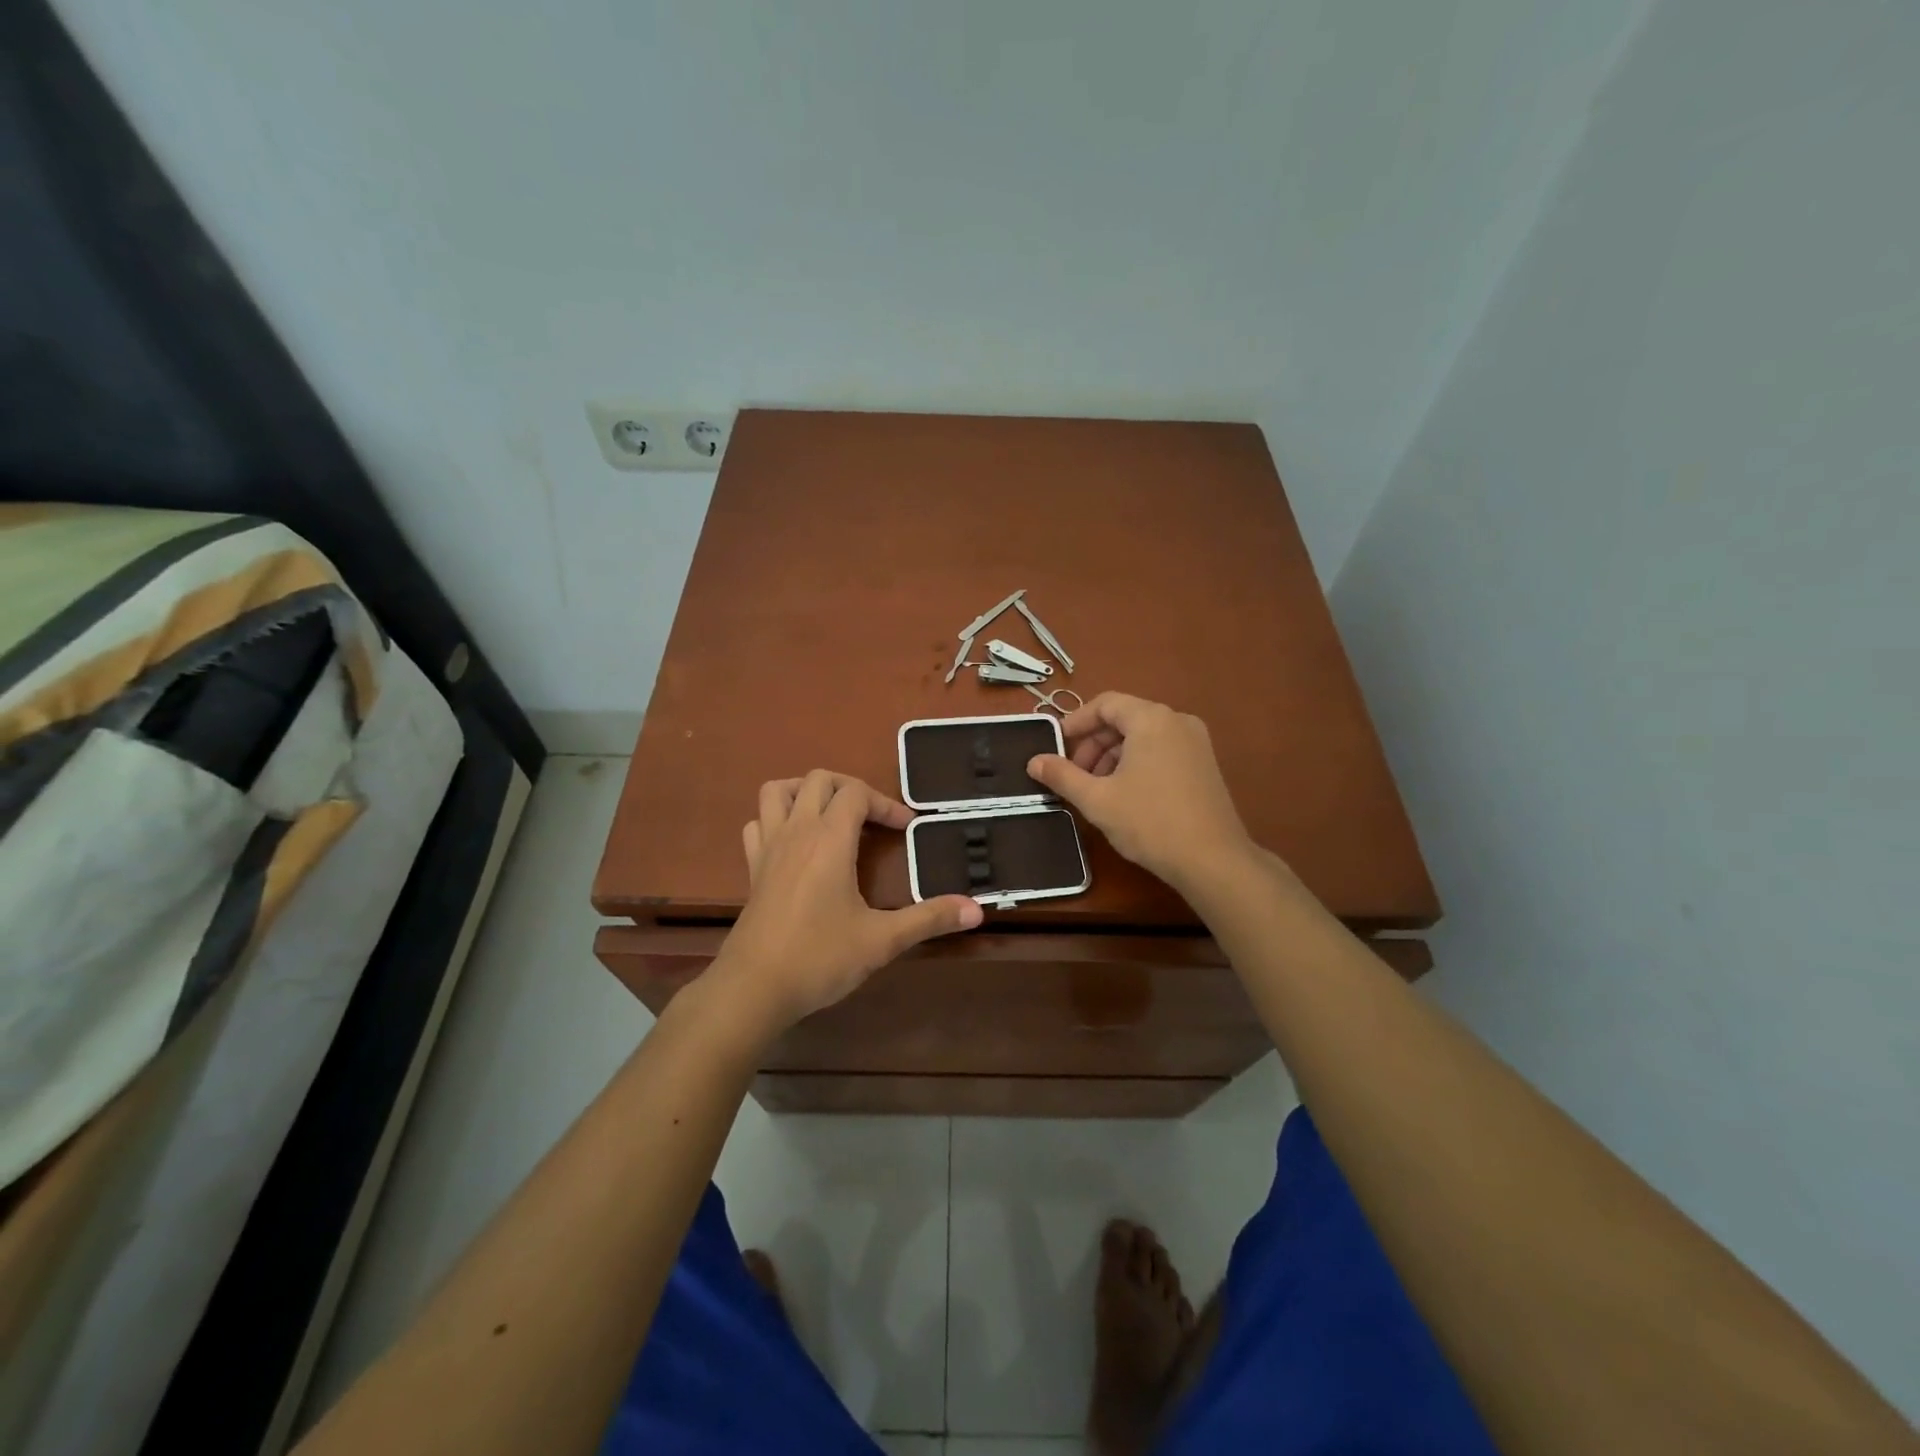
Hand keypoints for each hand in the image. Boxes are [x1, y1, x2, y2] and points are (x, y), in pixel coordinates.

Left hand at [712, 770, 981, 1033]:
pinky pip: (758, 823)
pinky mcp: (752, 868)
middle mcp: (796, 831)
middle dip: (850, 788)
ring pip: (777, 791)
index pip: (856, 793)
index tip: (906, 828)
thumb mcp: (882, 940)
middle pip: (818, 779)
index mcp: (829, 839)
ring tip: (831, 814)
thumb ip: (929, 919)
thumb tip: (977, 910)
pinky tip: (795, 842)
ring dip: (806, 791)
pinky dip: (776, 819)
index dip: (885, 803)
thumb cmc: (819, 958)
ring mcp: (768, 847)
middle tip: (873, 818)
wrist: (753, 989)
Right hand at [1026, 692, 1257, 890]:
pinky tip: (1125, 795)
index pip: (1105, 703)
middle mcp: (1177, 721)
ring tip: (1097, 790)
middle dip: (1093, 744)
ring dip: (1113, 756)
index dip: (1076, 722)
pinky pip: (1161, 750)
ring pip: (1142, 737)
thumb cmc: (1150, 822)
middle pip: (1124, 719)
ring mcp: (1196, 742)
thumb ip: (1062, 775)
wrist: (1213, 860)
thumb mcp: (1097, 799)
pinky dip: (1137, 763)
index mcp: (1151, 719)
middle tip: (1074, 775)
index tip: (1056, 747)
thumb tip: (1033, 761)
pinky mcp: (1205, 764)